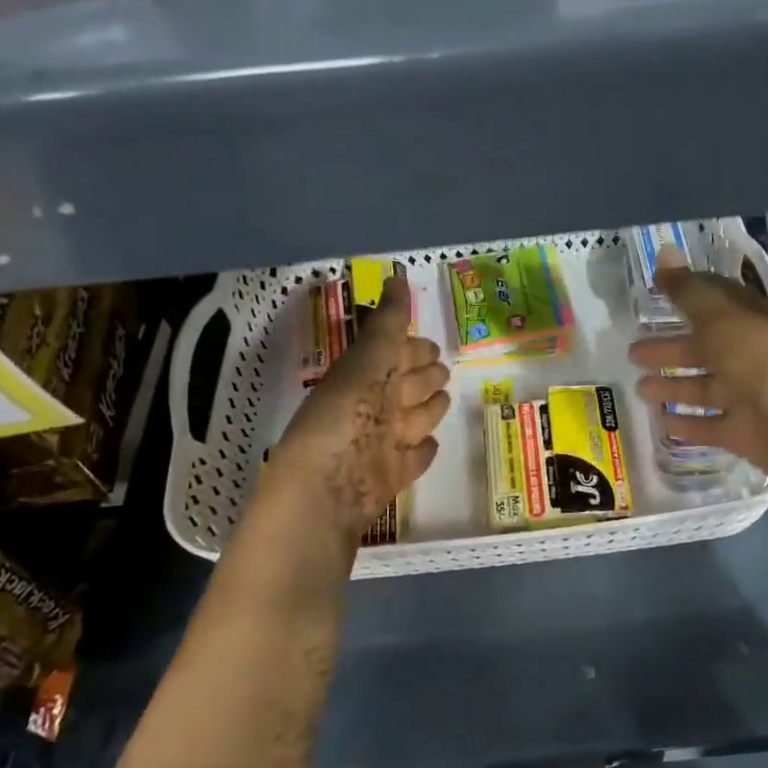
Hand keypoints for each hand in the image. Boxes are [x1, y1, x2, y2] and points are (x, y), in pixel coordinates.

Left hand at [265, 277, 450, 546]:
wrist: (326, 493)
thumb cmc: (344, 418)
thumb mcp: (368, 361)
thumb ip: (387, 323)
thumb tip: (398, 274)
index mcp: (363, 377)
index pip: (394, 354)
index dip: (412, 347)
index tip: (431, 343)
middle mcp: (374, 407)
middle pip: (407, 385)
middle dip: (423, 374)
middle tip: (440, 368)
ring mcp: (384, 444)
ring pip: (415, 419)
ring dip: (427, 409)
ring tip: (441, 401)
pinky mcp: (393, 476)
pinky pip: (414, 457)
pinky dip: (421, 450)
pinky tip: (429, 445)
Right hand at [629, 259, 767, 547]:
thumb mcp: (731, 328)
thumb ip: (693, 296)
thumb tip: (665, 251)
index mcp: (758, 324)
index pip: (720, 300)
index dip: (690, 293)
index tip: (657, 289)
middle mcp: (756, 358)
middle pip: (708, 347)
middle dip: (672, 346)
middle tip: (632, 351)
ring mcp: (755, 400)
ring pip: (707, 387)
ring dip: (674, 385)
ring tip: (638, 387)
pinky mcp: (751, 437)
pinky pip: (713, 426)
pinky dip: (689, 424)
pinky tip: (662, 423)